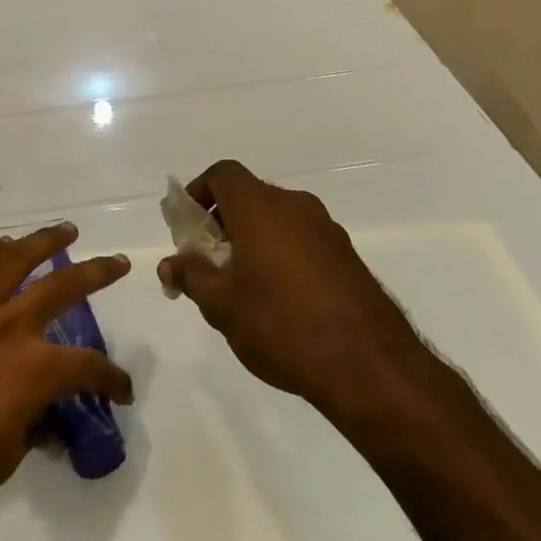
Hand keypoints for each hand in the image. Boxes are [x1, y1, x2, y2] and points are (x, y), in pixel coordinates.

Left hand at [0, 224, 133, 539]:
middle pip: (63, 287)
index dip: (112, 379)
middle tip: (118, 262)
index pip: (88, 368)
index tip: (121, 391)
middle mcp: (8, 327)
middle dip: (97, 273)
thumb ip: (29, 426)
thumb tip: (41, 417)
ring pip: (12, 261)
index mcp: (34, 369)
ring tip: (64, 231)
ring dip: (42, 241)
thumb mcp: (5, 457)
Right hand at [157, 160, 427, 418]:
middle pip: (250, 196)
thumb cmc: (281, 324)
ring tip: (240, 286)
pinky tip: (278, 301)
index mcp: (261, 207)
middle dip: (222, 222)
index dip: (199, 190)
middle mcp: (296, 207)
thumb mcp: (221, 305)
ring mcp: (327, 231)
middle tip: (207, 261)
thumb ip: (191, 276)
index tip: (187, 224)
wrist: (370, 367)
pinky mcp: (348, 258)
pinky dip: (280, 256)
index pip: (223, 174)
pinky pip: (302, 242)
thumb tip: (170, 263)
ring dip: (252, 241)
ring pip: (277, 221)